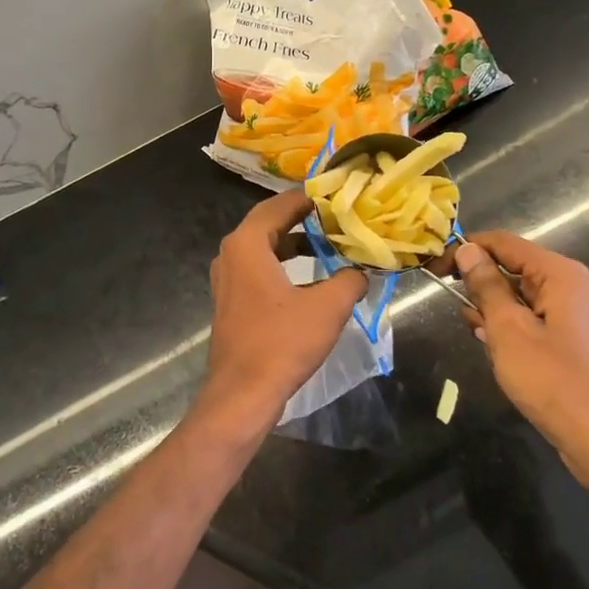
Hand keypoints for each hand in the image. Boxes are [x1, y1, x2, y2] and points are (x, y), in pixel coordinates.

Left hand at [201, 191, 367, 433]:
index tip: (337, 195)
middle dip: (304, 219)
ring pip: (264, 247)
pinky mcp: (231, 300)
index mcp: (247, 243)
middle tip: (337, 216)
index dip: (310, 198)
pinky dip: (283, 265)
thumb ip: (349, 279)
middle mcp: (231, 253)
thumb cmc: (282, 342)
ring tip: (329, 244)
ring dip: (294, 244)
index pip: (280, 204)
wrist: (243, 393)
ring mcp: (227, 278)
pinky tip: (311, 278)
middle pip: (270, 223)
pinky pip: (259, 269)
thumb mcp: (328, 307)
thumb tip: (361, 271)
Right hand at [454, 232, 588, 498]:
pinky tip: (496, 353)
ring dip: (493, 312)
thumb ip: (487, 286)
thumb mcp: (510, 331)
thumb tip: (468, 250)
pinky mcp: (574, 346)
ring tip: (477, 336)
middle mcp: (570, 288)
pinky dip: (510, 331)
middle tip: (456, 312)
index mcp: (559, 275)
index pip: (503, 243)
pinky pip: (533, 323)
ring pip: (520, 299)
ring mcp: (574, 318)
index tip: (433, 271)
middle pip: (513, 268)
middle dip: (480, 285)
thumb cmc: (557, 383)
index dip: (465, 250)